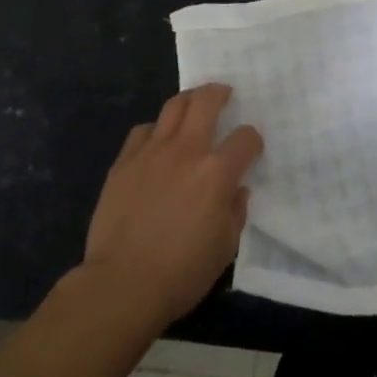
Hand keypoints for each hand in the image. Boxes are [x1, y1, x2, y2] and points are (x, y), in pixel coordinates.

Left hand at [80, 84, 262, 330]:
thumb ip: (235, 211)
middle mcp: (186, 151)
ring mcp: (151, 152)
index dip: (253, 140)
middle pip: (206, 102)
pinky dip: (154, 130)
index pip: (245, 138)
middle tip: (224, 94)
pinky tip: (156, 142)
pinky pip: (142, 131)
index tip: (251, 148)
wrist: (123, 283)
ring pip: (172, 107)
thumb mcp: (225, 247)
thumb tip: (236, 191)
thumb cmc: (182, 271)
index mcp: (217, 172)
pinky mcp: (124, 162)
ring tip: (193, 104)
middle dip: (219, 93)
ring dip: (188, 101)